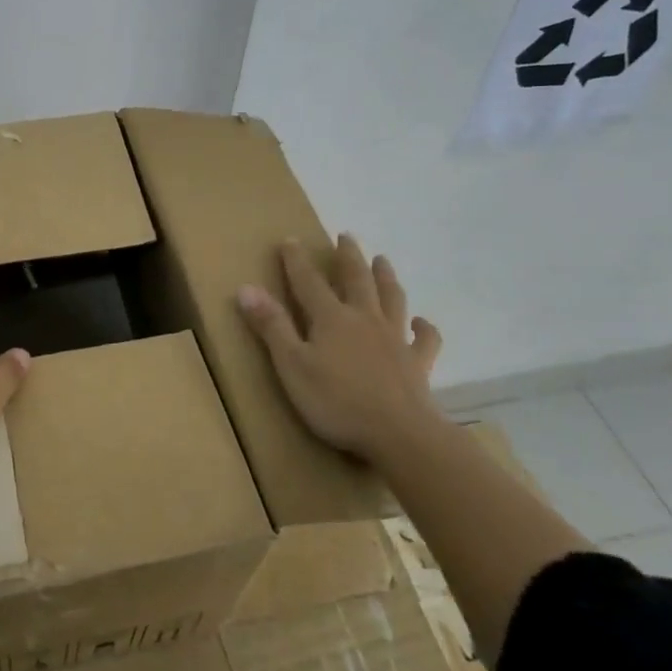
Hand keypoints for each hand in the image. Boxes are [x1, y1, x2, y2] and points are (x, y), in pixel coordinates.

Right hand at [237, 235, 442, 462]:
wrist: (400, 434)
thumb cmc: (337, 402)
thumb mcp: (292, 365)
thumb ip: (272, 326)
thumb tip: (246, 288)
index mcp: (331, 318)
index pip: (308, 281)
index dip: (297, 260)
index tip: (290, 239)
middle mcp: (364, 319)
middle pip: (356, 279)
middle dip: (348, 257)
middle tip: (346, 236)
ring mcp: (395, 339)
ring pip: (392, 298)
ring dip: (386, 277)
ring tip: (382, 260)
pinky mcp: (418, 363)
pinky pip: (424, 339)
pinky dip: (424, 327)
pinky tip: (422, 323)